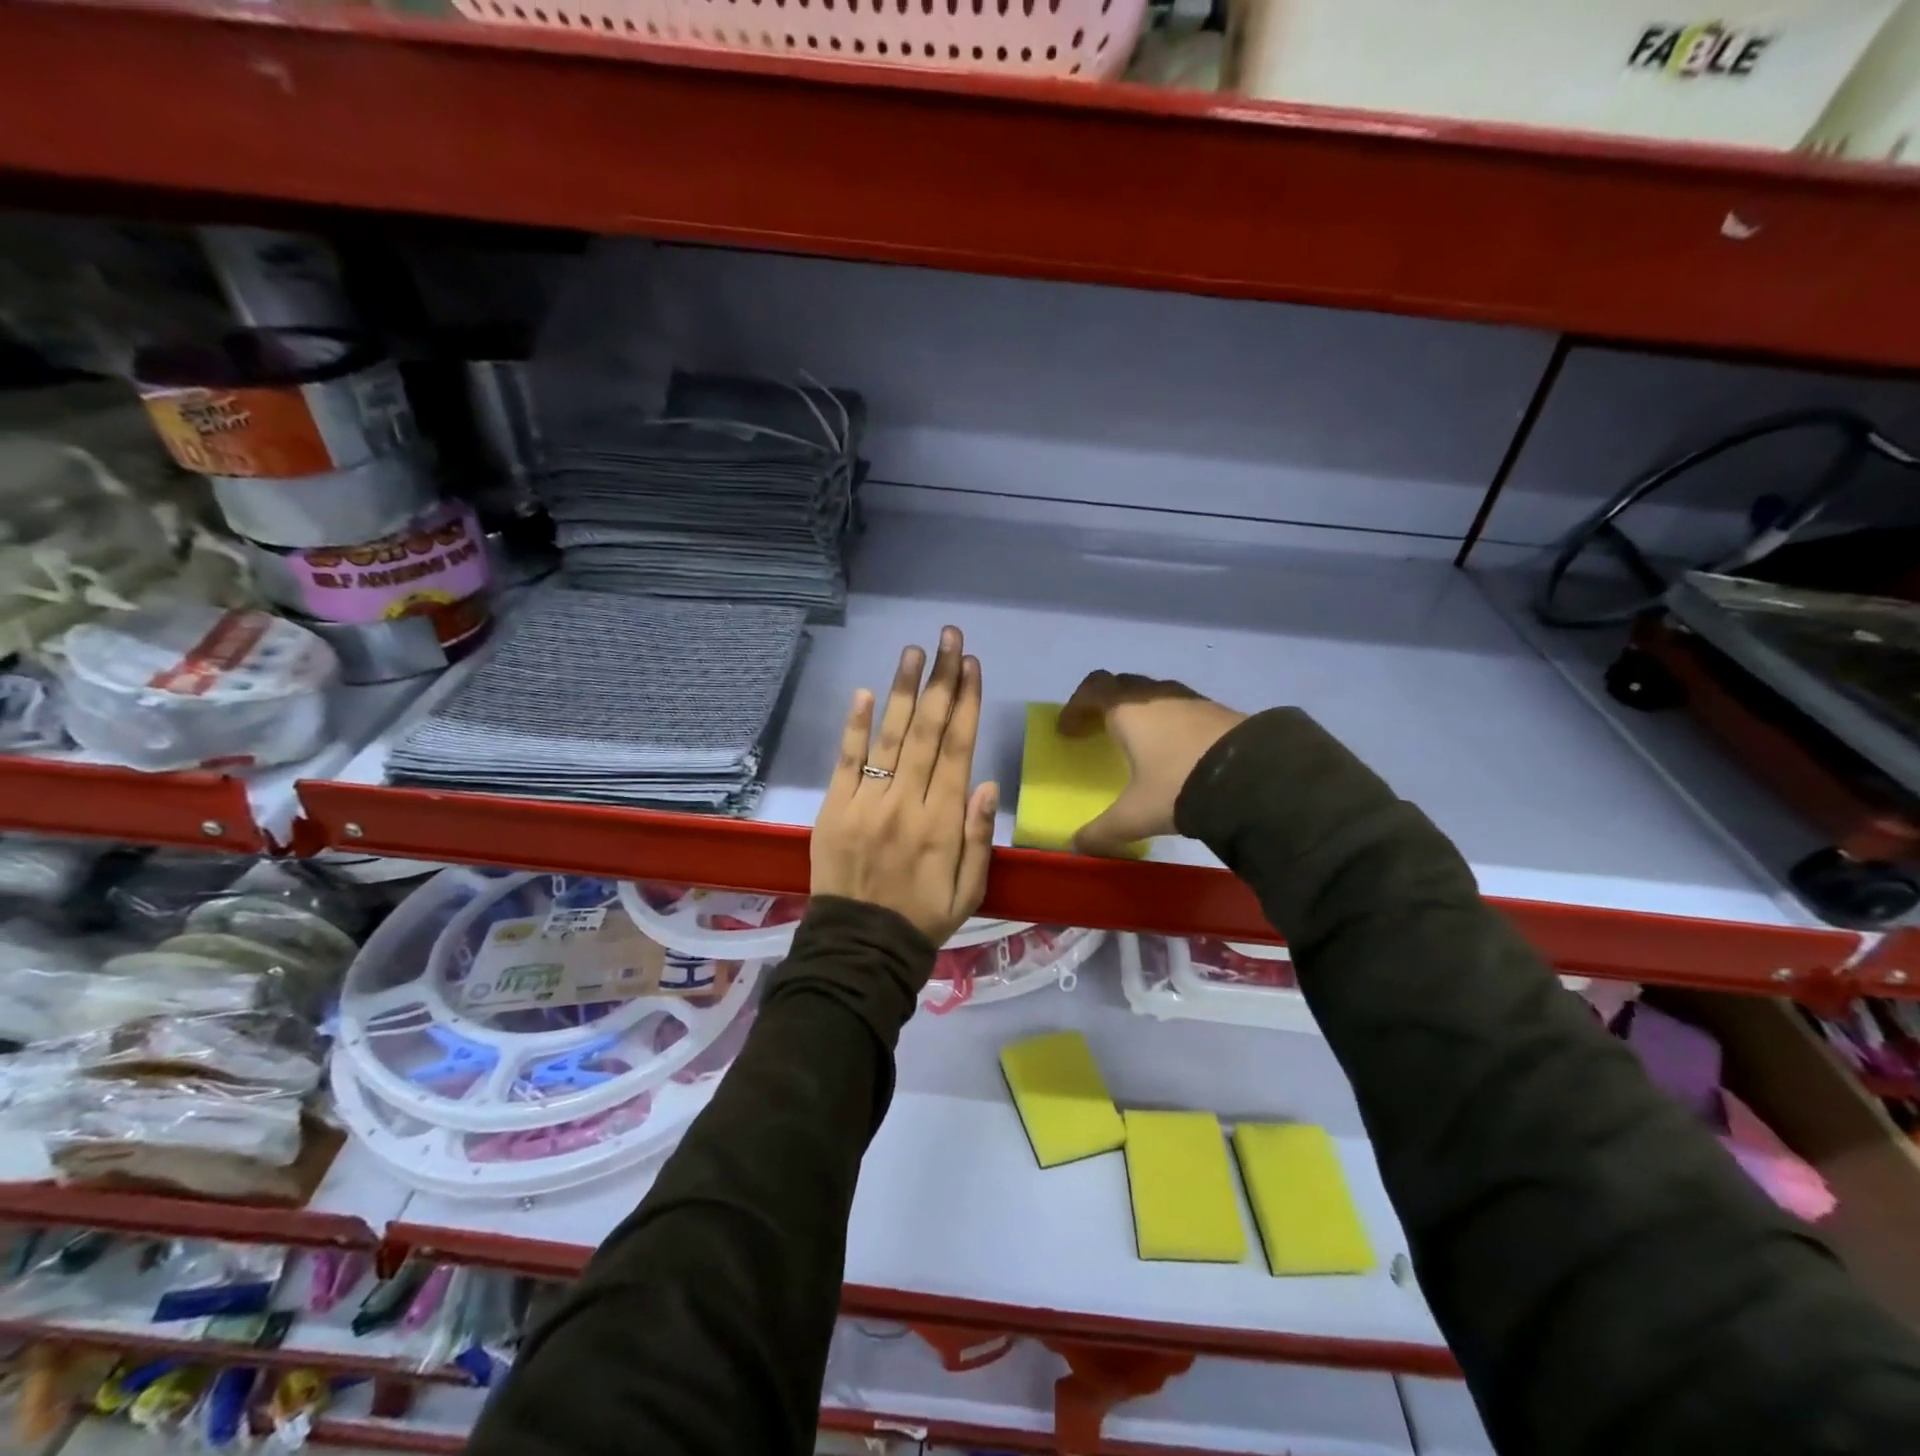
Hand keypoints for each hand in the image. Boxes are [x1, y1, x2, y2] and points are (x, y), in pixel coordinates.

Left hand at [811, 626, 998, 945]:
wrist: (860, 948)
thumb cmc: (923, 918)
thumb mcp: (970, 890)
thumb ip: (979, 837)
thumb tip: (986, 782)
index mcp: (943, 821)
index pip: (958, 749)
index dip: (967, 703)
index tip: (972, 665)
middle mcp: (907, 803)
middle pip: (928, 731)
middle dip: (941, 680)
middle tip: (948, 638)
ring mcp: (867, 803)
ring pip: (890, 737)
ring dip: (904, 690)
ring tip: (915, 650)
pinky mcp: (834, 808)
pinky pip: (847, 761)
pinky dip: (856, 726)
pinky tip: (867, 692)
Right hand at [1058, 671, 1246, 856]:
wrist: (1255, 778)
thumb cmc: (1178, 786)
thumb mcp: (1135, 815)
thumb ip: (1102, 830)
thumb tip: (1077, 846)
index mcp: (1128, 710)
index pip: (1092, 690)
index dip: (1075, 707)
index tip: (1067, 731)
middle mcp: (1157, 696)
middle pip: (1122, 685)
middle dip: (1105, 704)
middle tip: (1099, 730)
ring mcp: (1191, 700)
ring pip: (1155, 694)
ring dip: (1140, 711)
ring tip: (1139, 742)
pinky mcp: (1219, 711)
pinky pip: (1182, 708)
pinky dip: (1169, 722)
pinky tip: (1176, 752)